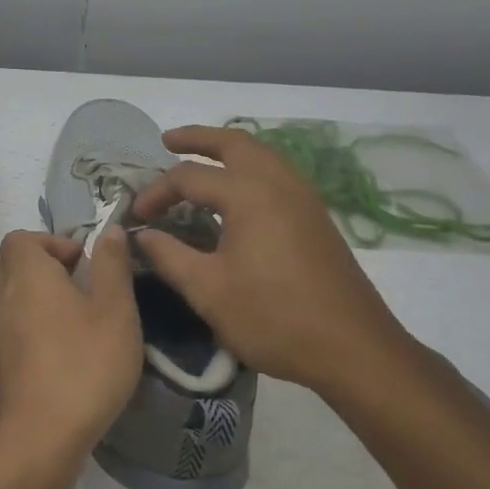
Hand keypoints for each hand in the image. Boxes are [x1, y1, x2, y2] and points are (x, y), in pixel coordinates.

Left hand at [0, 229, 143, 467]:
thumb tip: (111, 230)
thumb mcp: (116, 311)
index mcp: (27, 274)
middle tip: (69, 285)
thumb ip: (112, 267)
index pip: (21, 238)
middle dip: (33, 267)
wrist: (40, 437)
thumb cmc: (84, 366)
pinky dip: (21, 327)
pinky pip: (2, 328)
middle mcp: (0, 296)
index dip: (51, 242)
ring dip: (26, 297)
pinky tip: (54, 350)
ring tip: (65, 318)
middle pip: (2, 264)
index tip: (81, 264)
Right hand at [132, 125, 423, 393]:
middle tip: (168, 141)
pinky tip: (237, 194)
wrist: (353, 350)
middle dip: (199, 138)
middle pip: (235, 143)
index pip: (189, 177)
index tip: (136, 216)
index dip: (157, 192)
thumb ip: (169, 256)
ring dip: (228, 150)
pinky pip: (278, 174)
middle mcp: (279, 184)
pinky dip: (250, 169)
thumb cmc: (273, 318)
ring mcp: (304, 199)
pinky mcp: (316, 218)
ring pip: (263, 155)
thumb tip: (141, 235)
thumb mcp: (208, 290)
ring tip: (201, 161)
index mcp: (250, 195)